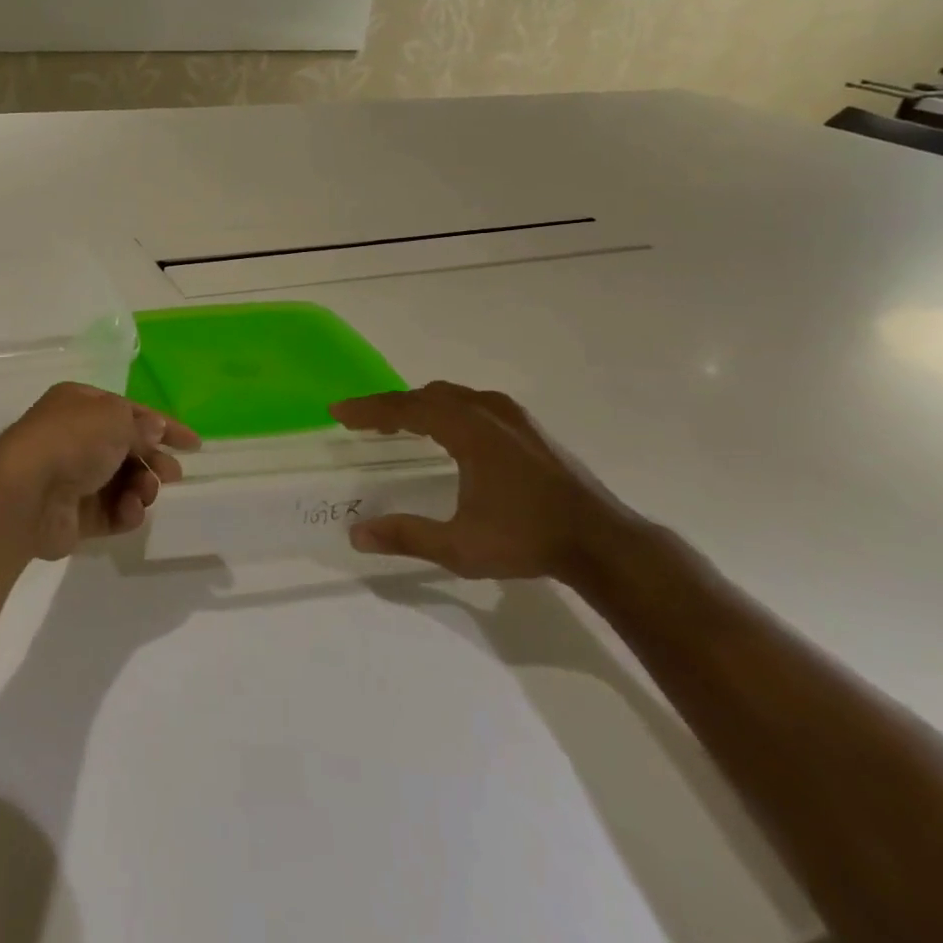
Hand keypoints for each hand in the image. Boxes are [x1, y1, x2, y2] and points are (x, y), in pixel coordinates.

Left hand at [0, 382, 198, 561]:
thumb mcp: (114, 418)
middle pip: (126, 448)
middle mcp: (75, 437)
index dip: (163, 425)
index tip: (194, 445)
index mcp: (80, 404)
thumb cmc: (72, 441)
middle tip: (172, 474)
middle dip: (153, 460)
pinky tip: (129, 512)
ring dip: (141, 487)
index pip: (130, 411)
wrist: (26, 492)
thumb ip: (140, 426)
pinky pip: (110, 512)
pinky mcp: (73, 515)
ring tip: (144, 493)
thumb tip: (154, 430)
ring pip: (122, 482)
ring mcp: (73, 477)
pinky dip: (125, 512)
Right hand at [330, 382, 639, 580]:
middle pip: (427, 396)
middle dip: (391, 406)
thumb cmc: (528, 540)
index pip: (405, 408)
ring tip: (399, 425)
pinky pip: (474, 404)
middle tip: (363, 422)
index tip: (337, 411)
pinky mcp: (530, 429)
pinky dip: (447, 410)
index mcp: (468, 429)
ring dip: (420, 405)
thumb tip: (356, 535)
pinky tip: (448, 433)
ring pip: (453, 397)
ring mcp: (513, 417)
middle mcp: (488, 412)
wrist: (605, 544)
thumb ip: (406, 536)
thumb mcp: (460, 547)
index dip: (368, 409)